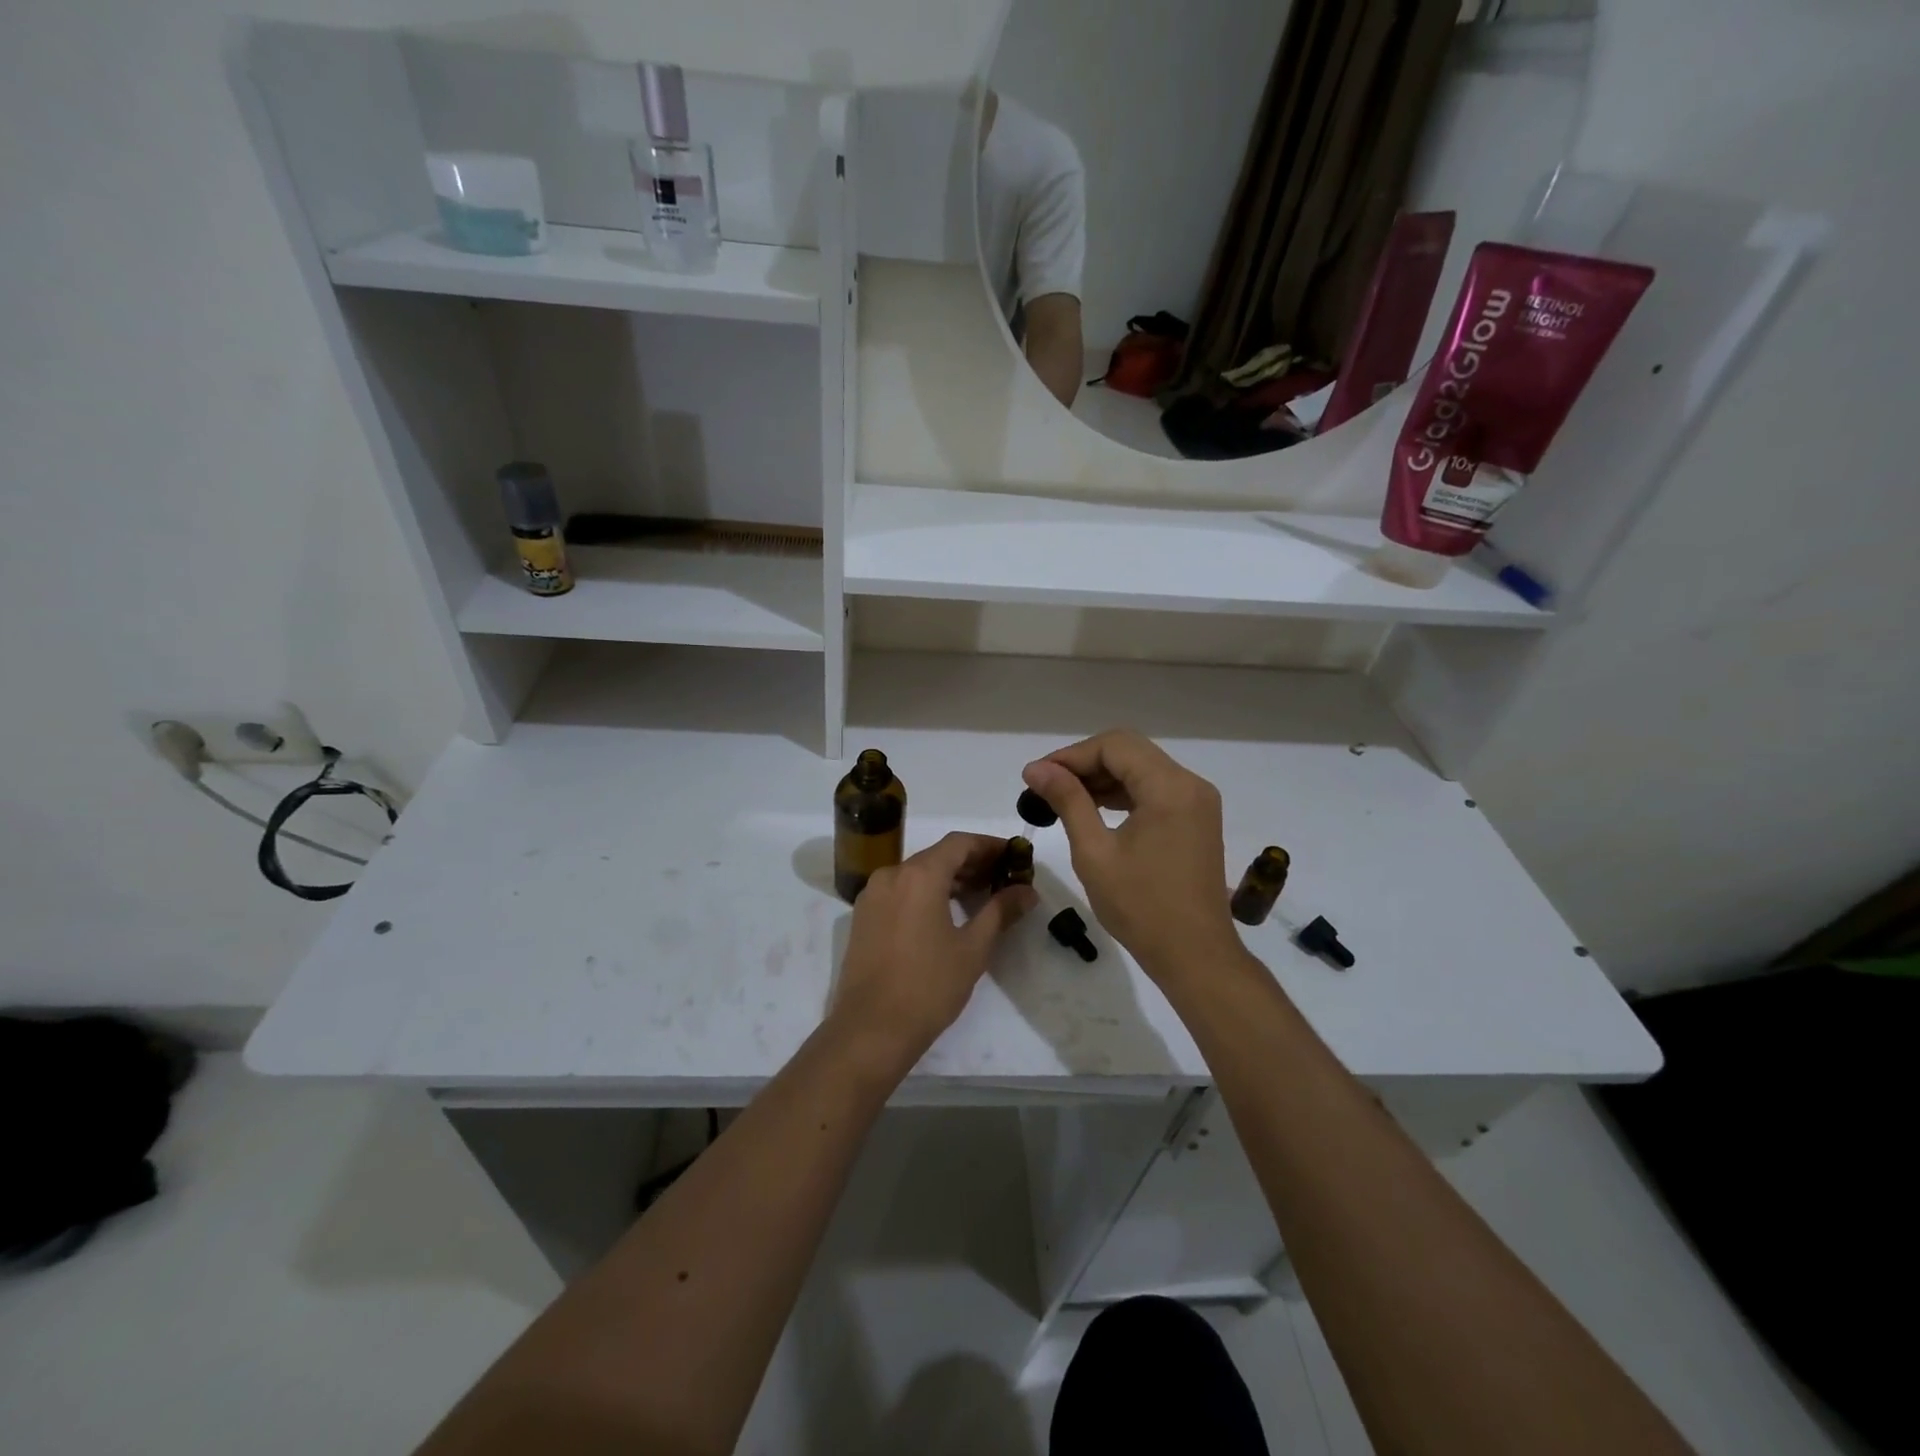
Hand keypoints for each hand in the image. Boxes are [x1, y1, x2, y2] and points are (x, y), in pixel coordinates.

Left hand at [830, 832, 1035, 1071]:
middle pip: (937, 855)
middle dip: (972, 863)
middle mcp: (891, 874)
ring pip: (917, 873)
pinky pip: (900, 890)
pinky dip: (925, 892)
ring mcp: (872, 895)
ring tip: (980, 896)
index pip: (959, 842)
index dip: (990, 845)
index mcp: (919, 875)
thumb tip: (1027, 891)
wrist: (871, 1029)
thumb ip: (1000, 911)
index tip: (1015, 857)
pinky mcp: (863, 916)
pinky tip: (946, 913)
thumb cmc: (929, 986)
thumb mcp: (973, 948)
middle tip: (1004, 878)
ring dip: (949, 878)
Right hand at [1022, 731, 1239, 981]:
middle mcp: (1190, 784)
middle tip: (1046, 786)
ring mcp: (1198, 802)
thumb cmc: (1141, 907)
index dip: (1071, 755)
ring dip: (1103, 778)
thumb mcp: (1094, 852)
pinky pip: (1155, 790)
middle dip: (1085, 763)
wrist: (1196, 956)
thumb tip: (1037, 768)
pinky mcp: (1196, 820)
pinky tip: (1094, 810)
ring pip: (1142, 769)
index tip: (1037, 776)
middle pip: (1130, 752)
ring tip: (1062, 798)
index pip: (1114, 746)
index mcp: (1170, 787)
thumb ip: (1068, 801)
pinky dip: (1123, 794)